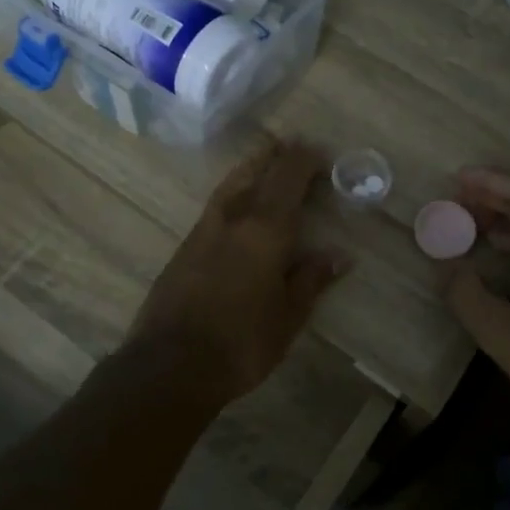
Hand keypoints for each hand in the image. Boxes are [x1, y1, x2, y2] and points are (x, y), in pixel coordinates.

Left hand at [129, 138, 349, 399]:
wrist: (170, 364)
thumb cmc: (241, 343)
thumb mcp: (288, 317)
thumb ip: (311, 280)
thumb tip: (339, 255)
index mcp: (265, 230)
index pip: (288, 180)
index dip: (305, 161)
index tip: (320, 153)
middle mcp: (233, 219)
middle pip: (256, 173)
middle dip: (277, 156)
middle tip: (293, 145)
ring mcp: (203, 230)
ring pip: (230, 184)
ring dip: (250, 167)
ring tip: (264, 159)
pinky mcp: (184, 247)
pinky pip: (215, 204)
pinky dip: (232, 190)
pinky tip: (236, 202)